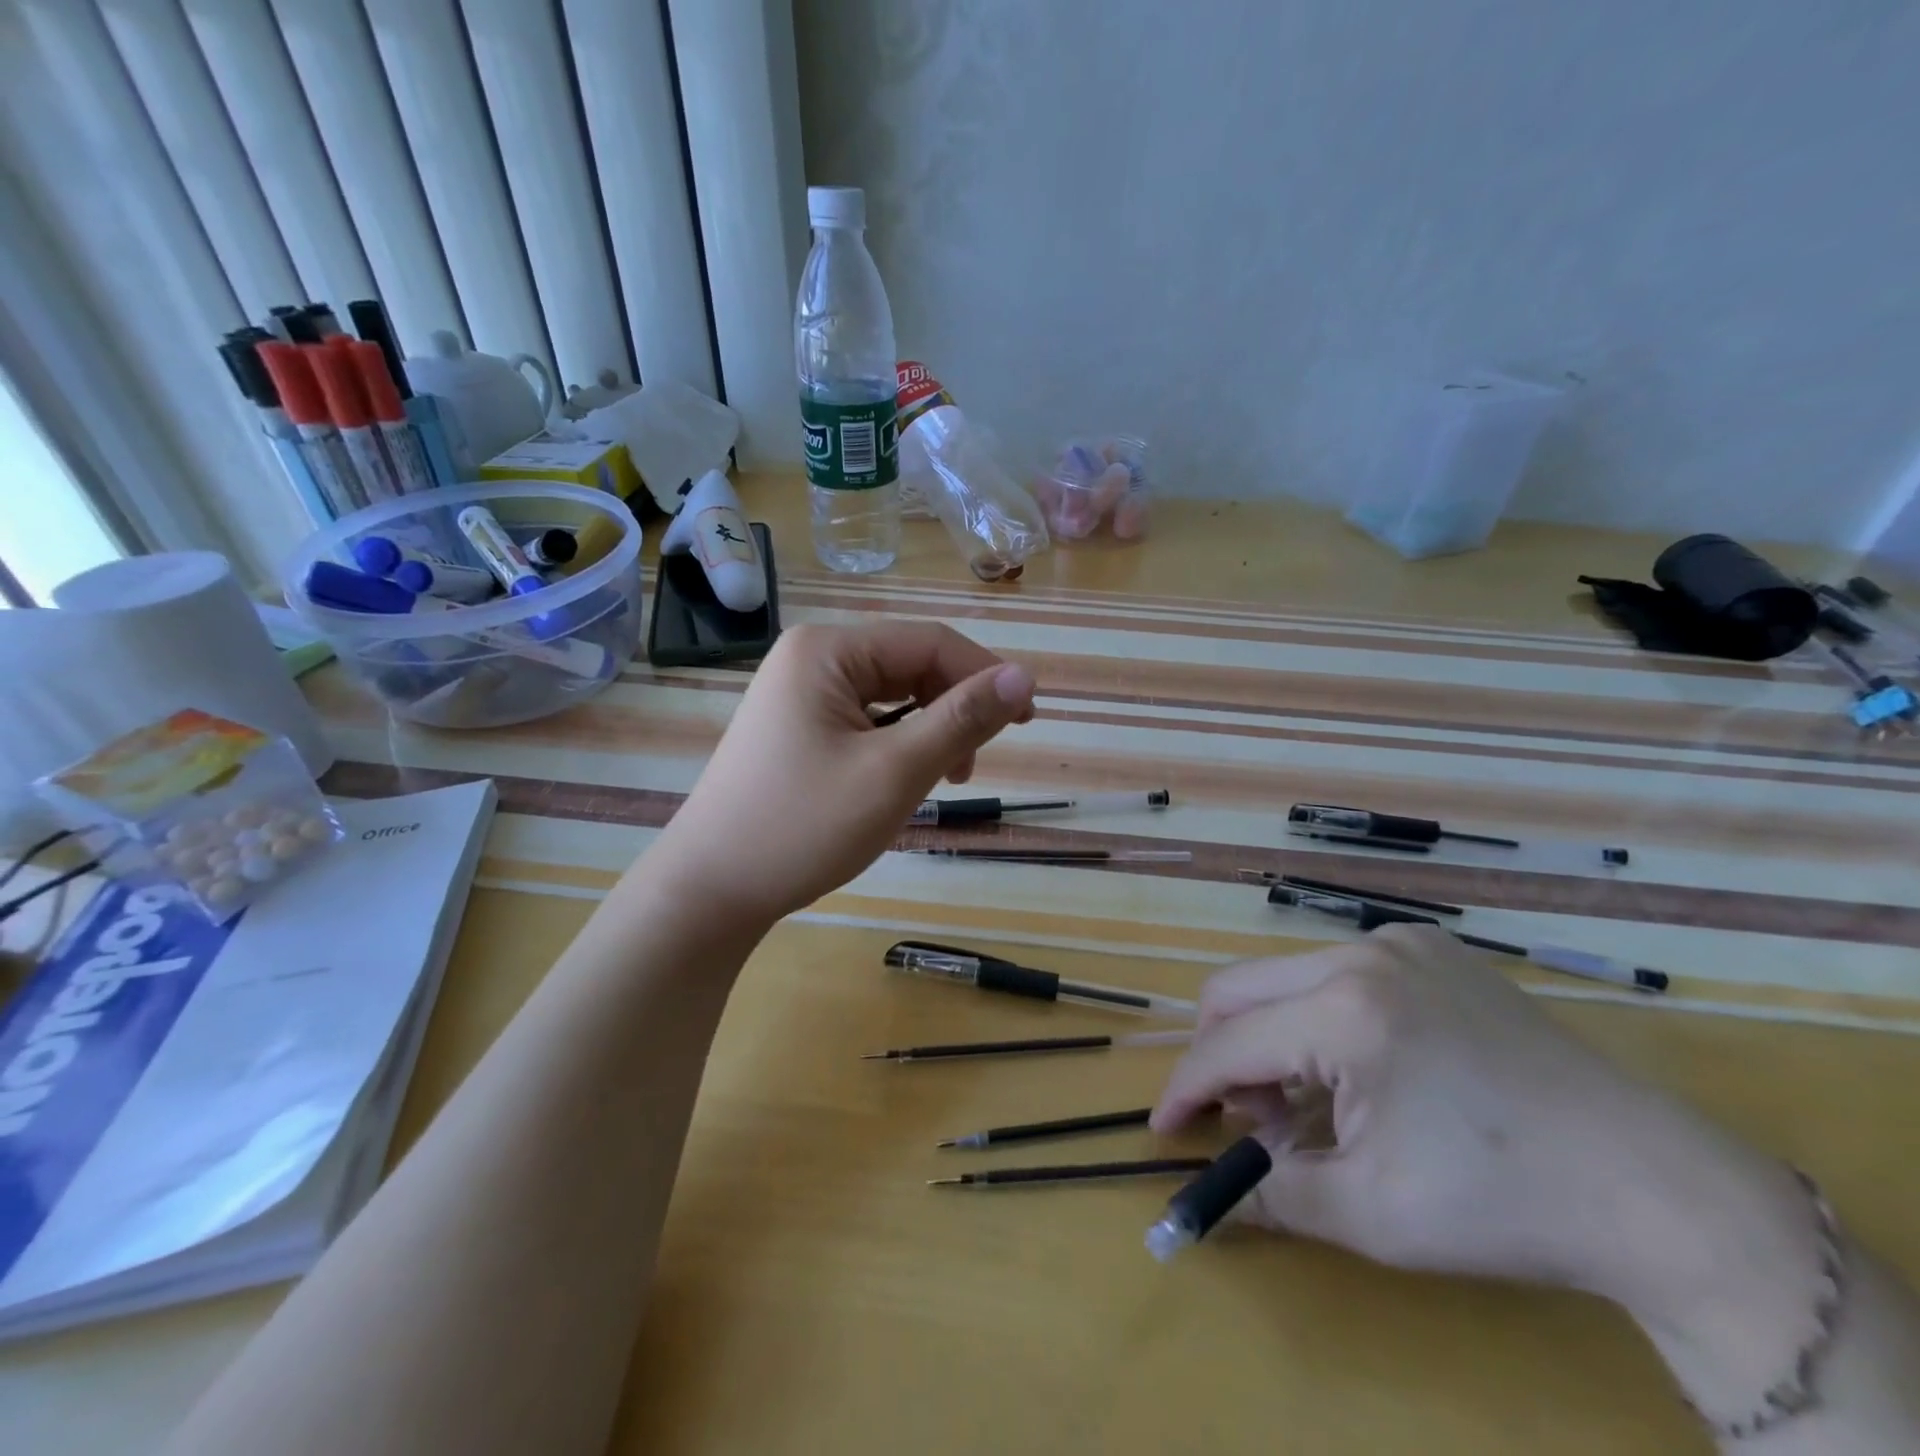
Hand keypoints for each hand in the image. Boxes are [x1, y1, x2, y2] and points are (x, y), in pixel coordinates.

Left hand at [651, 622, 1033, 926]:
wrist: (710, 891)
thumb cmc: (803, 827)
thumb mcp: (894, 772)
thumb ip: (961, 720)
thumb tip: (1025, 677)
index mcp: (828, 650)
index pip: (929, 643)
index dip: (986, 675)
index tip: (1028, 719)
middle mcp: (811, 657)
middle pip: (909, 665)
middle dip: (954, 707)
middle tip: (977, 764)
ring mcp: (798, 693)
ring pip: (891, 695)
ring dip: (930, 728)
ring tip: (947, 777)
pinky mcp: (796, 727)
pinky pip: (866, 719)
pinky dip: (898, 743)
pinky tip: (906, 776)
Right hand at [1154, 927, 1835, 1422]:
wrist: (1656, 1187)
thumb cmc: (1504, 1206)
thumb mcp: (1372, 1214)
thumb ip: (1270, 1195)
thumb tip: (1206, 1197)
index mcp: (1345, 1012)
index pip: (1228, 1044)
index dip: (1187, 1089)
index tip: (1166, 1127)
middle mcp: (1361, 953)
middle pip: (1239, 988)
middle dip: (1220, 1054)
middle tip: (1240, 1118)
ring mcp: (1399, 942)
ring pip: (1285, 976)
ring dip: (1270, 1036)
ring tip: (1301, 1101)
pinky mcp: (1429, 948)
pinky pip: (1336, 971)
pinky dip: (1317, 1017)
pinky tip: (1354, 1070)